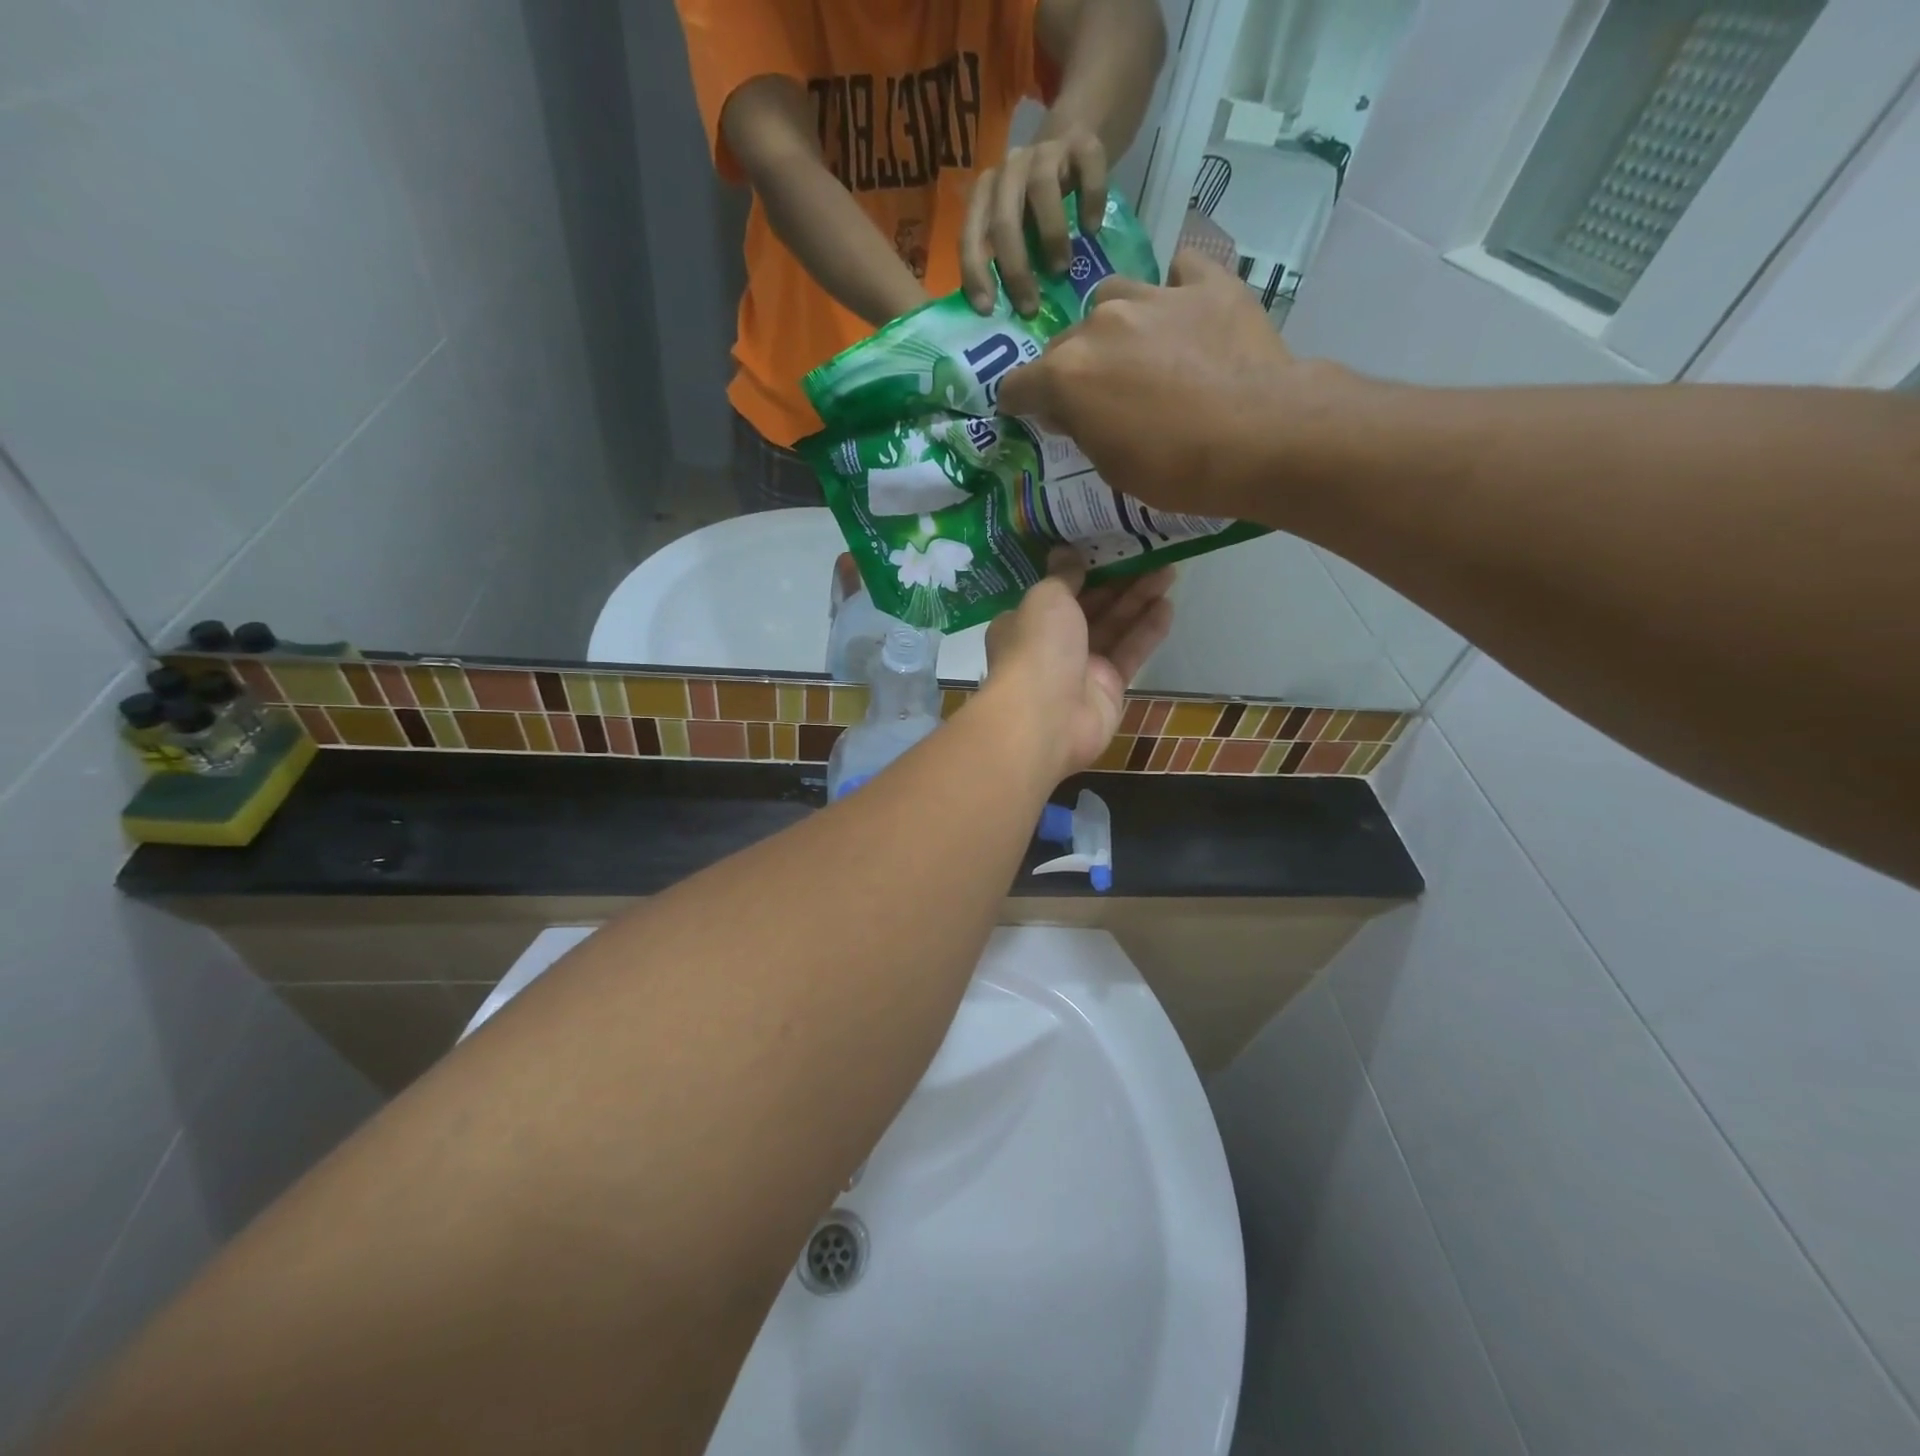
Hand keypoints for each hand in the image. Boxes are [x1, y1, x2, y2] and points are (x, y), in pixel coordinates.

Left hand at [960, 125, 1106, 316]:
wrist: (1073, 146)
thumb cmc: (1038, 208)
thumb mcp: (1018, 232)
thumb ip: (1009, 260)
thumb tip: (1009, 318)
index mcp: (986, 194)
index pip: (971, 234)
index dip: (976, 272)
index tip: (987, 309)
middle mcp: (1009, 169)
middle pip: (1004, 218)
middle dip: (1015, 268)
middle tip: (1031, 306)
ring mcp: (1045, 152)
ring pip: (1042, 189)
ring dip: (1051, 235)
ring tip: (1062, 269)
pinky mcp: (1083, 144)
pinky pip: (1088, 169)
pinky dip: (1090, 201)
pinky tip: (1092, 230)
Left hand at [980, 550, 1173, 780]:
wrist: (1046, 719)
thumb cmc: (1037, 649)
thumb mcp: (1046, 598)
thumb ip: (1062, 575)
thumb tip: (1065, 551)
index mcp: (1025, 621)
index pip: (1056, 591)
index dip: (1084, 569)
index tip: (1110, 545)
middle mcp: (1051, 645)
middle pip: (1090, 607)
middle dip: (1119, 581)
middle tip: (1151, 552)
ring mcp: (1080, 668)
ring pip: (1114, 627)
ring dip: (1139, 600)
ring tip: (1169, 570)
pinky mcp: (1108, 688)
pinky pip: (1130, 653)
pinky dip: (1147, 630)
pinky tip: (1168, 605)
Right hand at [997, 251, 1356, 519]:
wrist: (1260, 438)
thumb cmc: (1176, 470)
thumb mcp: (1112, 467)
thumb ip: (1083, 428)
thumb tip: (1073, 410)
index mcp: (1067, 375)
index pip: (1019, 385)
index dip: (1020, 403)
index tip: (1030, 414)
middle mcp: (1100, 325)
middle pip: (1066, 342)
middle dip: (1073, 368)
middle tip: (1099, 396)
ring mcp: (1155, 296)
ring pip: (1114, 297)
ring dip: (1115, 324)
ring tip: (1140, 350)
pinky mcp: (1208, 284)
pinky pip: (1180, 271)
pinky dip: (1176, 290)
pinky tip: (1186, 312)